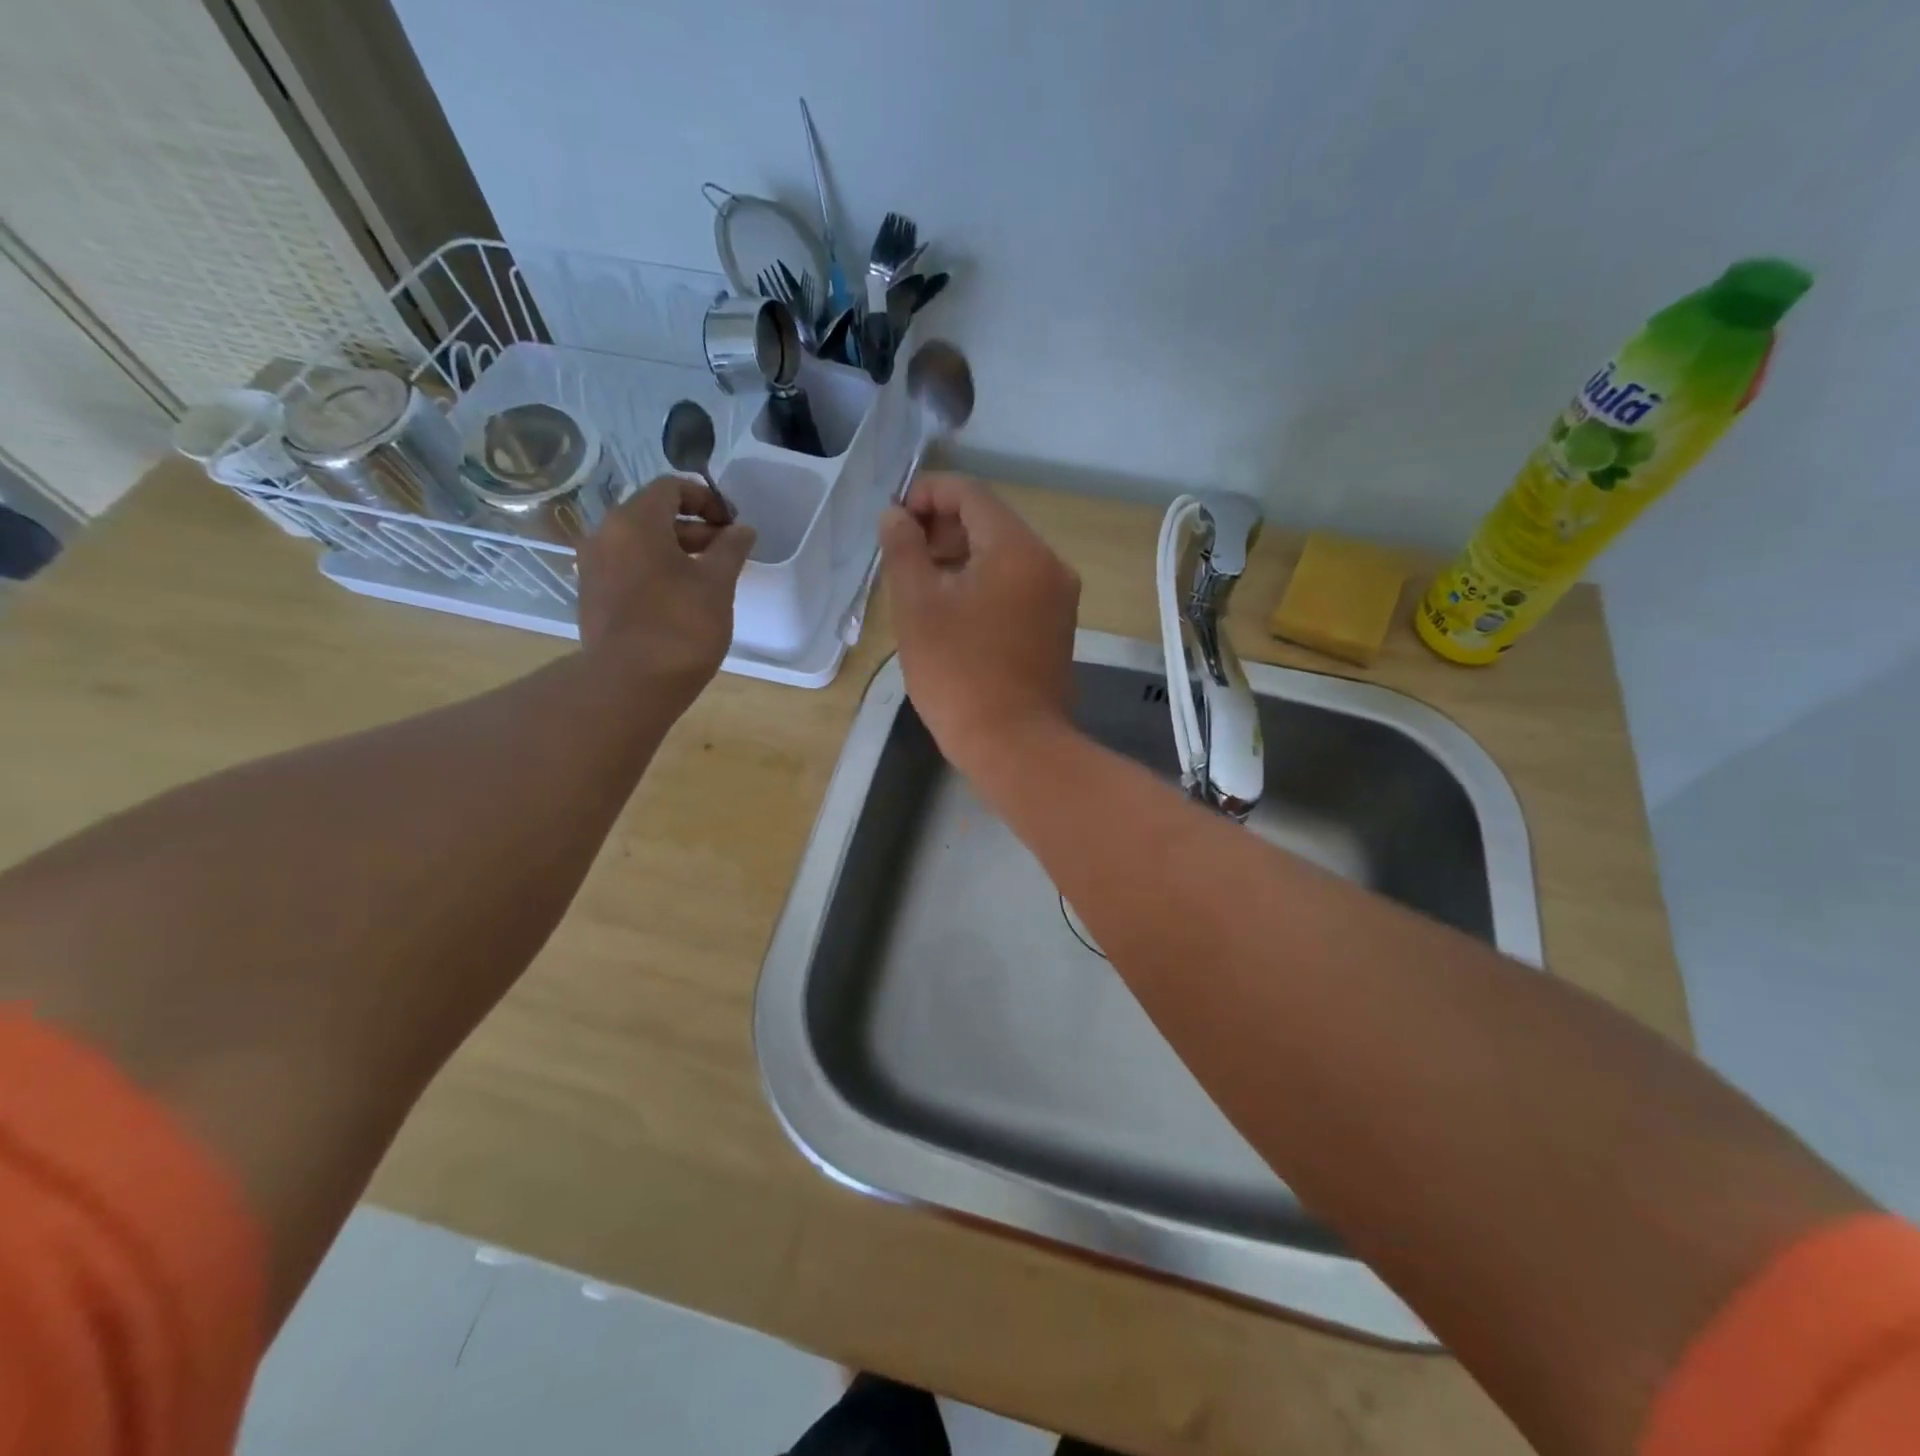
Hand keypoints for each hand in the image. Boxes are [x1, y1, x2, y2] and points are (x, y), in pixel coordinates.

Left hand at [576, 476, 755, 700]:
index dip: (707, 499)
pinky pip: (628, 568)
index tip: (732, 525)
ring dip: (676, 551)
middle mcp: (605, 535)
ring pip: (640, 544)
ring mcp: (593, 567)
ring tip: (709, 579)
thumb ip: (731, 549)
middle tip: (727, 553)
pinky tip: (681, 599)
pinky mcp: (592, 596)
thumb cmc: (681, 626)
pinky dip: (655, 571)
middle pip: (654, 515)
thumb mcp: (717, 584)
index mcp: (634, 521)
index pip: (671, 488)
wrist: (630, 684)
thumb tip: (743, 529)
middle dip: (694, 528)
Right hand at [880, 473, 1079, 773]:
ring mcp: (1059, 597)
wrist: (1014, 745)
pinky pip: (1017, 586)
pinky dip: (984, 584)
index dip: (926, 494)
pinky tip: (953, 610)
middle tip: (903, 556)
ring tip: (922, 585)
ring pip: (1004, 556)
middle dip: (942, 528)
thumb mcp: (917, 606)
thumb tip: (896, 516)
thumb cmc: (958, 673)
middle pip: (990, 523)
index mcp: (1018, 549)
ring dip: (961, 558)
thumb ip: (903, 549)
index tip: (894, 520)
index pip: (970, 494)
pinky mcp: (1057, 626)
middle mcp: (1048, 563)